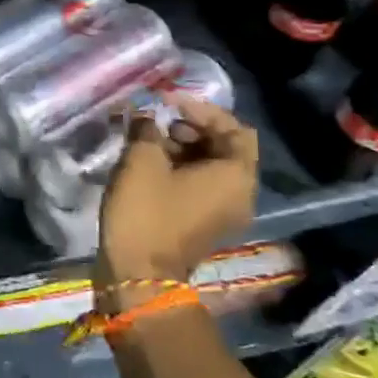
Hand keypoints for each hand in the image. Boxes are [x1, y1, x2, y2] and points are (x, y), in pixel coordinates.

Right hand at [98, 98, 256, 305]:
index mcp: (236, 175)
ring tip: (148, 140)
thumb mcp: (142, 160)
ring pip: (210, 166)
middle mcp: (240, 193)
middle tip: (158, 121)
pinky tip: (149, 163)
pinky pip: (200, 185)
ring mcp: (223, 212)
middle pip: (225, 146)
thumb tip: (145, 115)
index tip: (167, 101)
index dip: (201, 108)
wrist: (138, 276)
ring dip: (183, 147)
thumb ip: (147, 128)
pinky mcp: (203, 223)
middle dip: (191, 127)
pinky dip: (180, 168)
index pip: (234, 127)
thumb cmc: (146, 212)